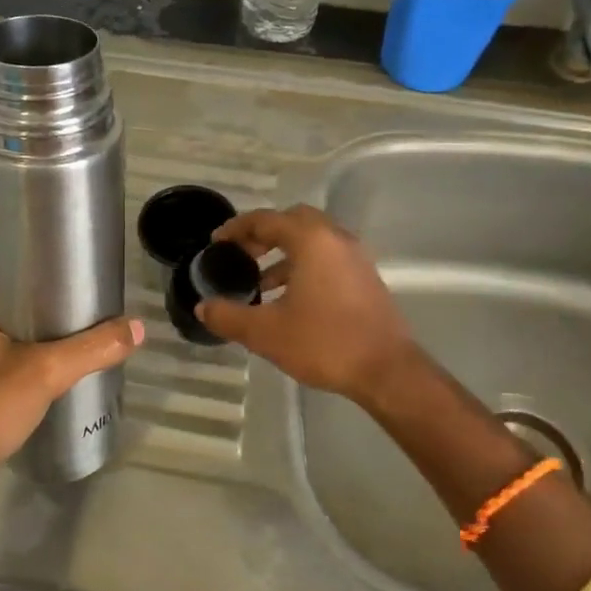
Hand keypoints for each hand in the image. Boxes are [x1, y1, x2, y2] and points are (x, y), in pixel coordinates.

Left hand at [0, 219, 142, 495]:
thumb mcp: (41, 373)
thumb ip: (92, 347)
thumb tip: (139, 327)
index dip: (3, 209)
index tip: (45, 199)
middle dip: (27, 246)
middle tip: (72, 236)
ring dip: (28, 282)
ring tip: (74, 271)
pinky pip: (0, 320)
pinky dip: (26, 312)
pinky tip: (62, 318)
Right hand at [197, 205, 417, 403]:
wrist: (387, 370)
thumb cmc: (324, 342)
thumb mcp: (266, 333)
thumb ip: (229, 316)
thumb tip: (203, 308)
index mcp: (311, 240)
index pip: (266, 219)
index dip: (236, 228)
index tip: (216, 242)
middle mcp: (335, 238)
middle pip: (292, 221)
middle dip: (263, 235)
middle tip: (240, 255)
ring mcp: (355, 257)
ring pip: (312, 240)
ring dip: (283, 253)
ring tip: (259, 283)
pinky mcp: (365, 277)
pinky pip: (327, 257)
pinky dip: (304, 266)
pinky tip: (289, 299)